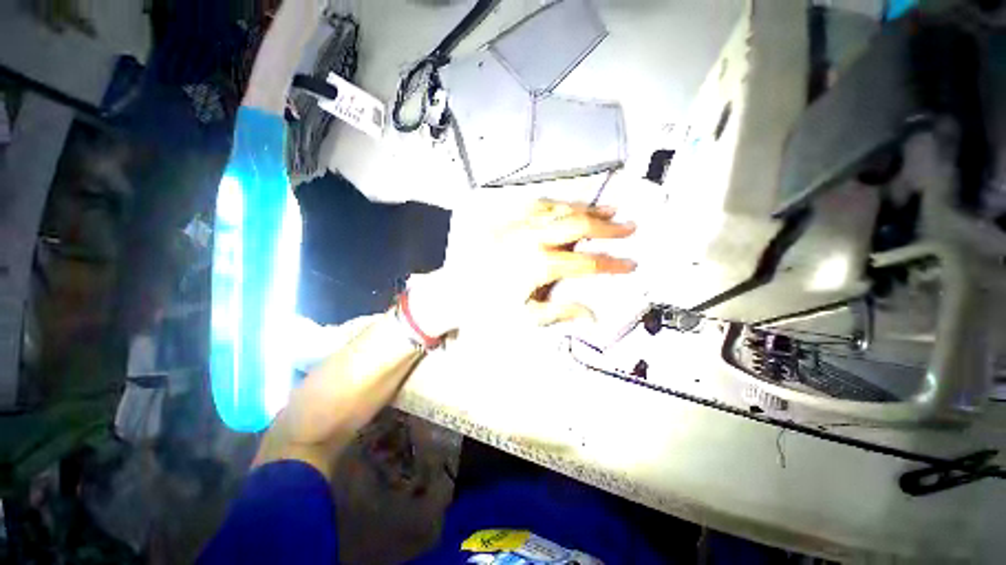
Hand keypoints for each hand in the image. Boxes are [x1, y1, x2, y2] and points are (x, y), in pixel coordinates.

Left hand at [409, 199, 636, 334]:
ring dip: (588, 210)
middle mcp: (532, 239)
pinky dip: (559, 203)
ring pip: (561, 210)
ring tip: (610, 210)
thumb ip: (562, 312)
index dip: (613, 264)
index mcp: (539, 265)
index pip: (587, 263)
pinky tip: (570, 204)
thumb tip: (593, 316)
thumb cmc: (487, 308)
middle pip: (579, 227)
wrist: (454, 291)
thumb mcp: (526, 317)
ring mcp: (519, 225)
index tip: (631, 263)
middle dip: (609, 228)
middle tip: (630, 227)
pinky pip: (538, 204)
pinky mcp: (507, 220)